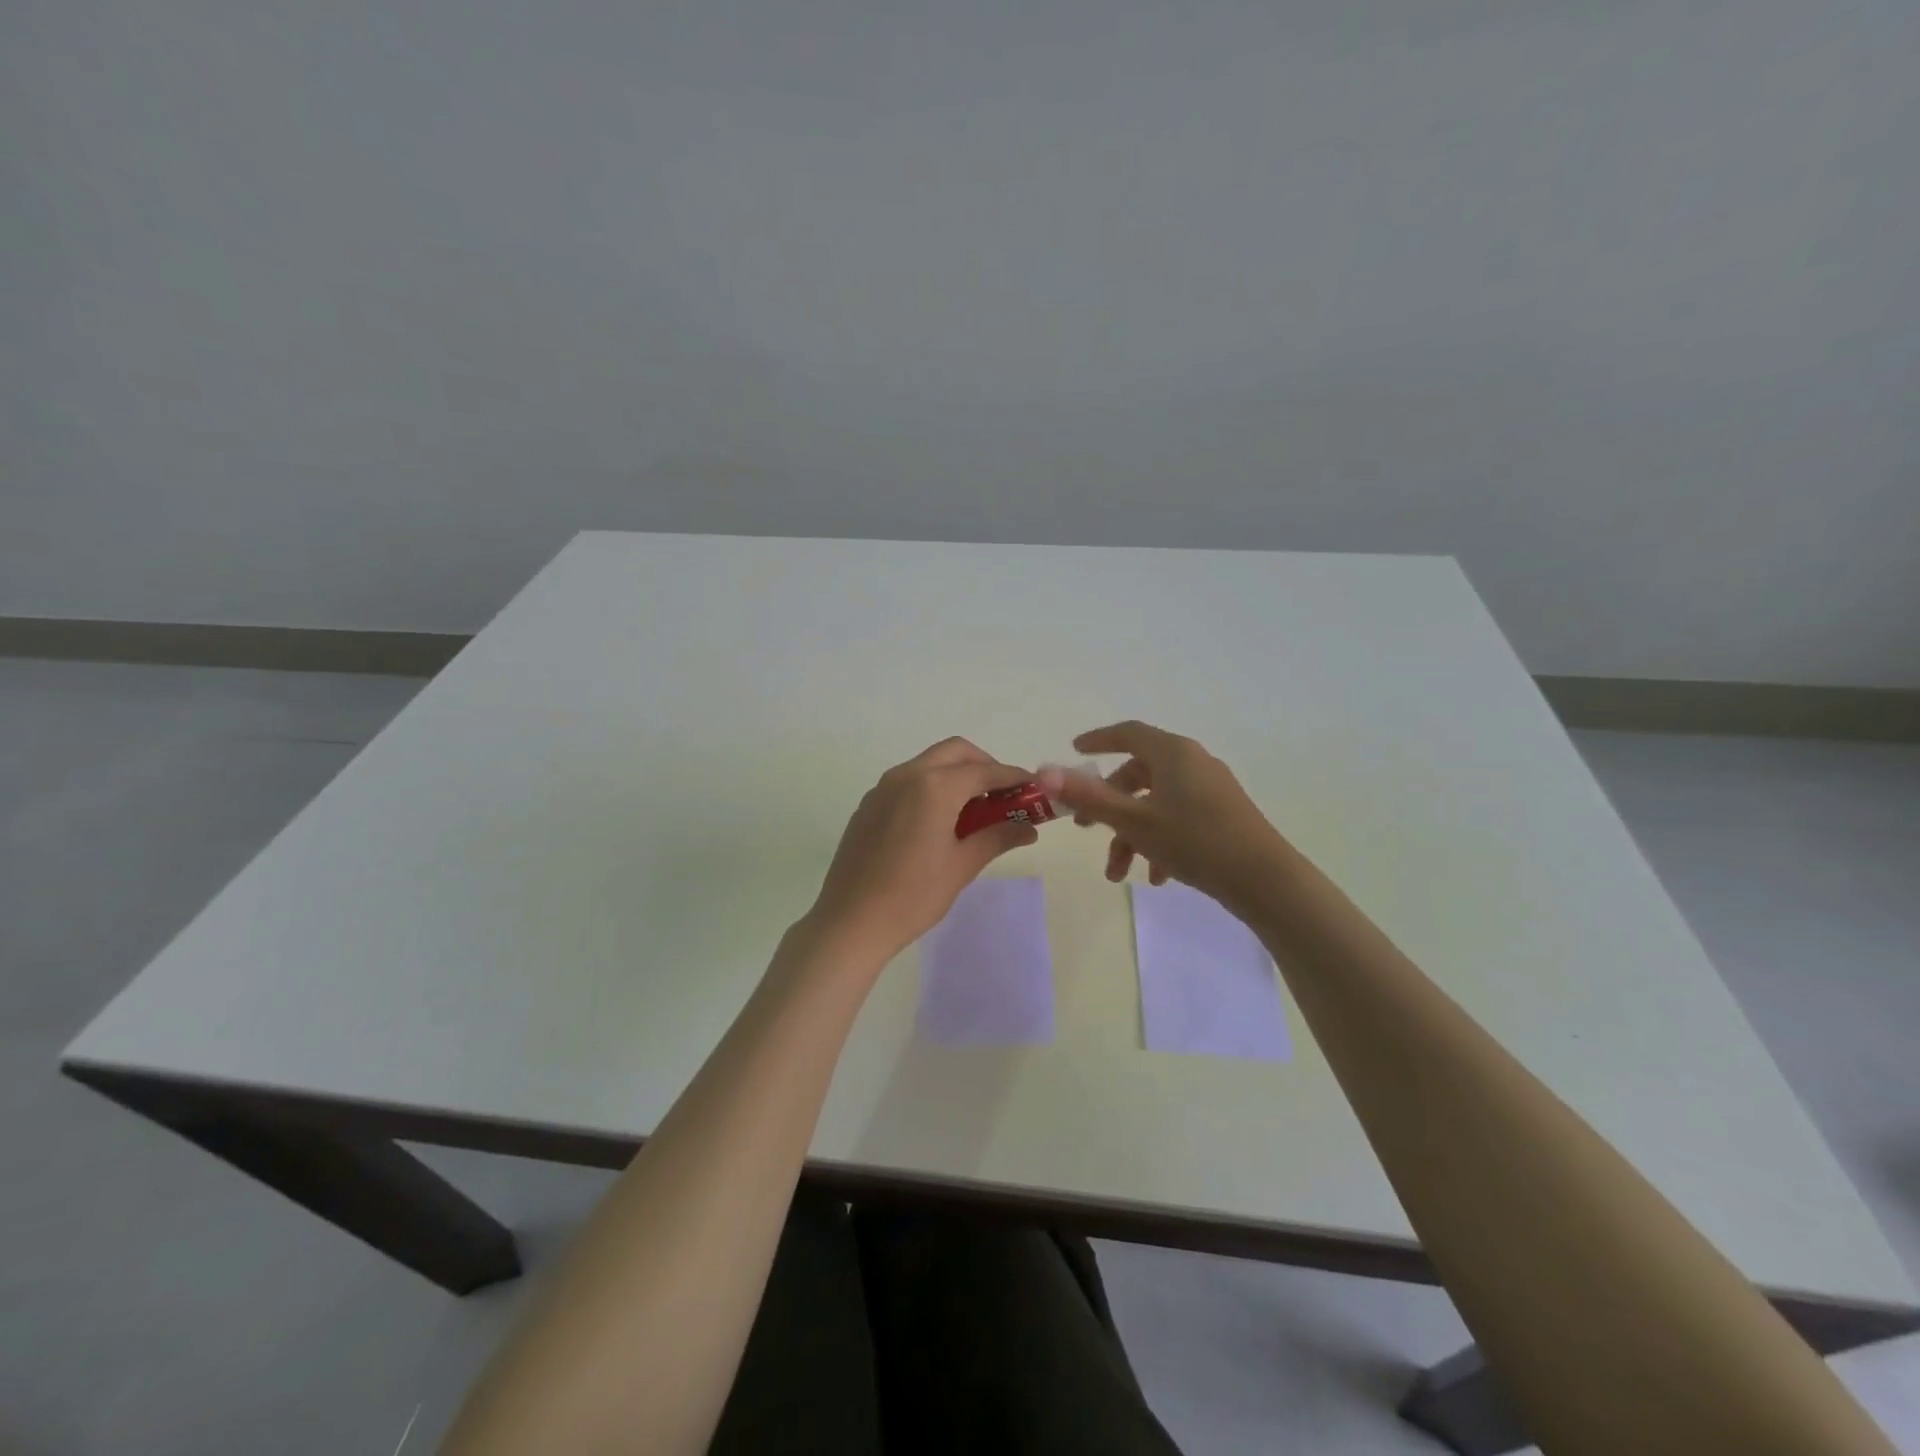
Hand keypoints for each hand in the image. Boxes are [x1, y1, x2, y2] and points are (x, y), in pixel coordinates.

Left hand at [804, 738, 1037, 964]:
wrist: (850, 921)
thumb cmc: (913, 895)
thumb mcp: (962, 866)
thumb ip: (997, 837)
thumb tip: (1029, 828)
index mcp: (934, 786)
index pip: (985, 771)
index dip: (1014, 778)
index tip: (1035, 789)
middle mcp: (907, 775)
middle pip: (956, 752)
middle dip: (985, 766)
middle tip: (1003, 796)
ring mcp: (883, 787)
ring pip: (929, 763)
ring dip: (957, 774)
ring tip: (975, 810)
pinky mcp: (869, 804)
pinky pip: (908, 781)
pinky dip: (932, 786)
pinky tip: (939, 821)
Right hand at [1040, 721, 1289, 912]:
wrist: (1264, 879)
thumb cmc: (1193, 841)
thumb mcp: (1133, 821)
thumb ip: (1089, 796)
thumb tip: (1045, 772)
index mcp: (1172, 753)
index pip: (1127, 734)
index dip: (1098, 740)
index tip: (1075, 750)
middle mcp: (1192, 762)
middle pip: (1138, 774)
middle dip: (1108, 804)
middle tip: (1085, 828)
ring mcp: (1210, 788)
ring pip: (1156, 803)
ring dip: (1131, 835)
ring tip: (1118, 873)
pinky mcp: (1223, 814)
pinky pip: (1179, 818)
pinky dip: (1159, 841)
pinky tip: (1156, 877)